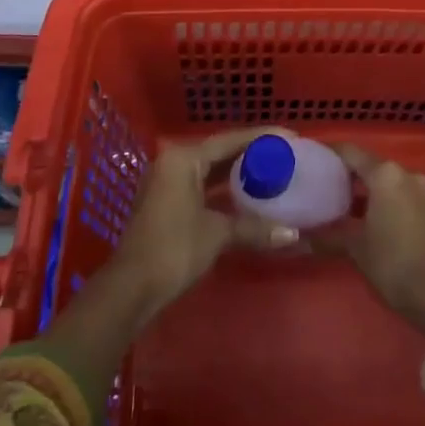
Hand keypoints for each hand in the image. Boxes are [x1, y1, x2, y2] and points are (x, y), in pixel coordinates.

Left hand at [109, 127, 296, 324]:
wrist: (131, 288)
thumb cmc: (174, 249)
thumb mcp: (217, 234)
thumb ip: (254, 228)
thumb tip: (293, 234)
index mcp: (184, 158)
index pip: (229, 140)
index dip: (261, 138)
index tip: (290, 137)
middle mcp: (174, 162)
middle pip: (219, 151)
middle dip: (251, 153)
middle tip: (284, 154)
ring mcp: (167, 181)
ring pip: (210, 169)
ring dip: (237, 171)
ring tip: (271, 170)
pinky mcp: (167, 201)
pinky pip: (202, 184)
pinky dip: (223, 188)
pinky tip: (246, 194)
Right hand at [317, 145, 424, 335]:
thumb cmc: (391, 263)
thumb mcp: (355, 248)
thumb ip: (327, 235)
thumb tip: (298, 236)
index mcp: (385, 174)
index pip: (350, 152)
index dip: (329, 153)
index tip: (310, 159)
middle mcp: (403, 172)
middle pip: (367, 163)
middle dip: (345, 173)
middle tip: (320, 184)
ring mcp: (419, 188)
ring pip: (383, 178)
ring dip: (362, 187)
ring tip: (337, 202)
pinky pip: (396, 191)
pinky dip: (379, 197)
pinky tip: (362, 216)